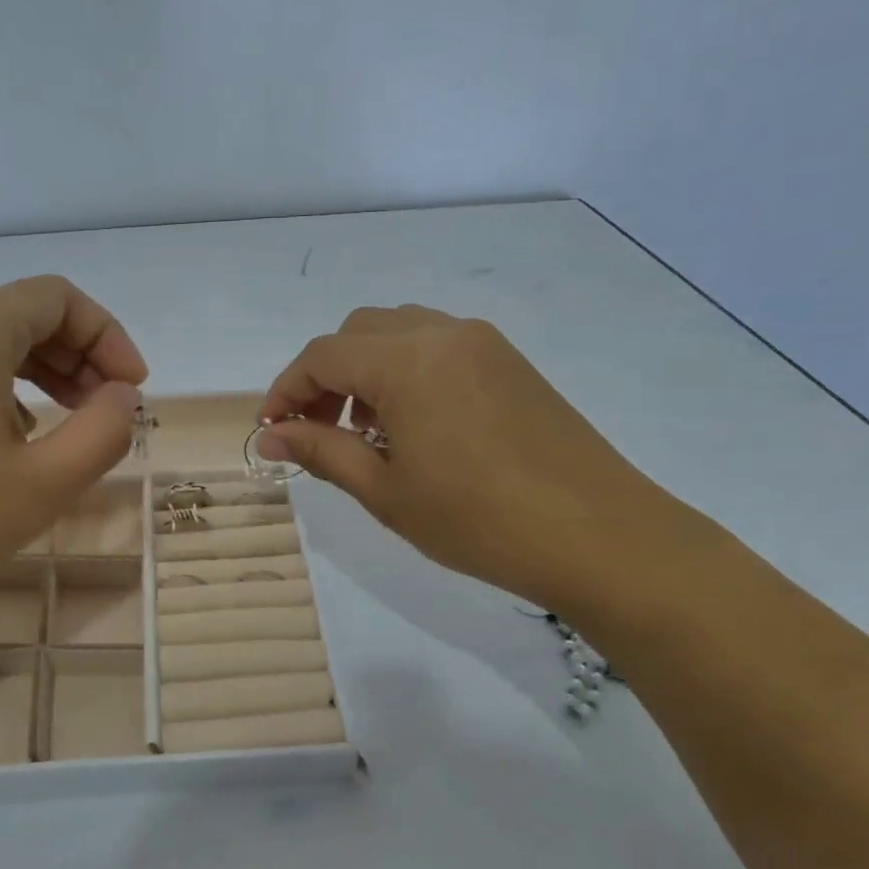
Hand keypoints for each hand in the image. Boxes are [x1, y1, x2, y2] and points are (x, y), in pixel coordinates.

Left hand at [0, 276, 145, 603]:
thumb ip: (104, 431)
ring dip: (41, 374)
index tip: (132, 391)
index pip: (59, 298)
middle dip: (79, 356)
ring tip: (67, 426)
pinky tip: (9, 441)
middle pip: (24, 314)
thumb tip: (122, 396)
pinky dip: (0, 388)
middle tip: (107, 410)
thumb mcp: (45, 482)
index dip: (108, 337)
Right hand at [258, 305, 677, 613]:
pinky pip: (438, 347)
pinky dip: (405, 372)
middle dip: (324, 377)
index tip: (271, 432)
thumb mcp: (385, 491)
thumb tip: (270, 436)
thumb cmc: (478, 520)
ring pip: (399, 333)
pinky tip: (411, 426)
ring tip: (364, 433)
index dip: (286, 390)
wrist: (598, 535)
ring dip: (365, 371)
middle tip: (315, 432)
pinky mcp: (511, 362)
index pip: (323, 356)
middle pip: (359, 333)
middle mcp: (444, 333)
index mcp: (408, 360)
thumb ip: (321, 452)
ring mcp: (484, 343)